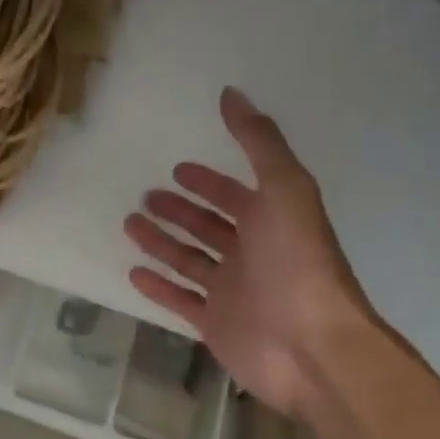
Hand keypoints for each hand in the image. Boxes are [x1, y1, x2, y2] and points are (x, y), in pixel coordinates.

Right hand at [124, 88, 377, 422]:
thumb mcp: (284, 189)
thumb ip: (259, 142)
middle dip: (179, 211)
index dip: (209, 182)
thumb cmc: (297, 262)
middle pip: (209, 227)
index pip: (235, 196)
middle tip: (146, 196)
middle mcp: (252, 254)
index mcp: (272, 222)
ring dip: (161, 243)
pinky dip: (158, 287)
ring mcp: (232, 291)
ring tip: (129, 225)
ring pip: (189, 261)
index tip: (178, 169)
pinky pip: (179, 300)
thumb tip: (232, 93)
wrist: (310, 345)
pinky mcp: (214, 324)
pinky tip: (133, 273)